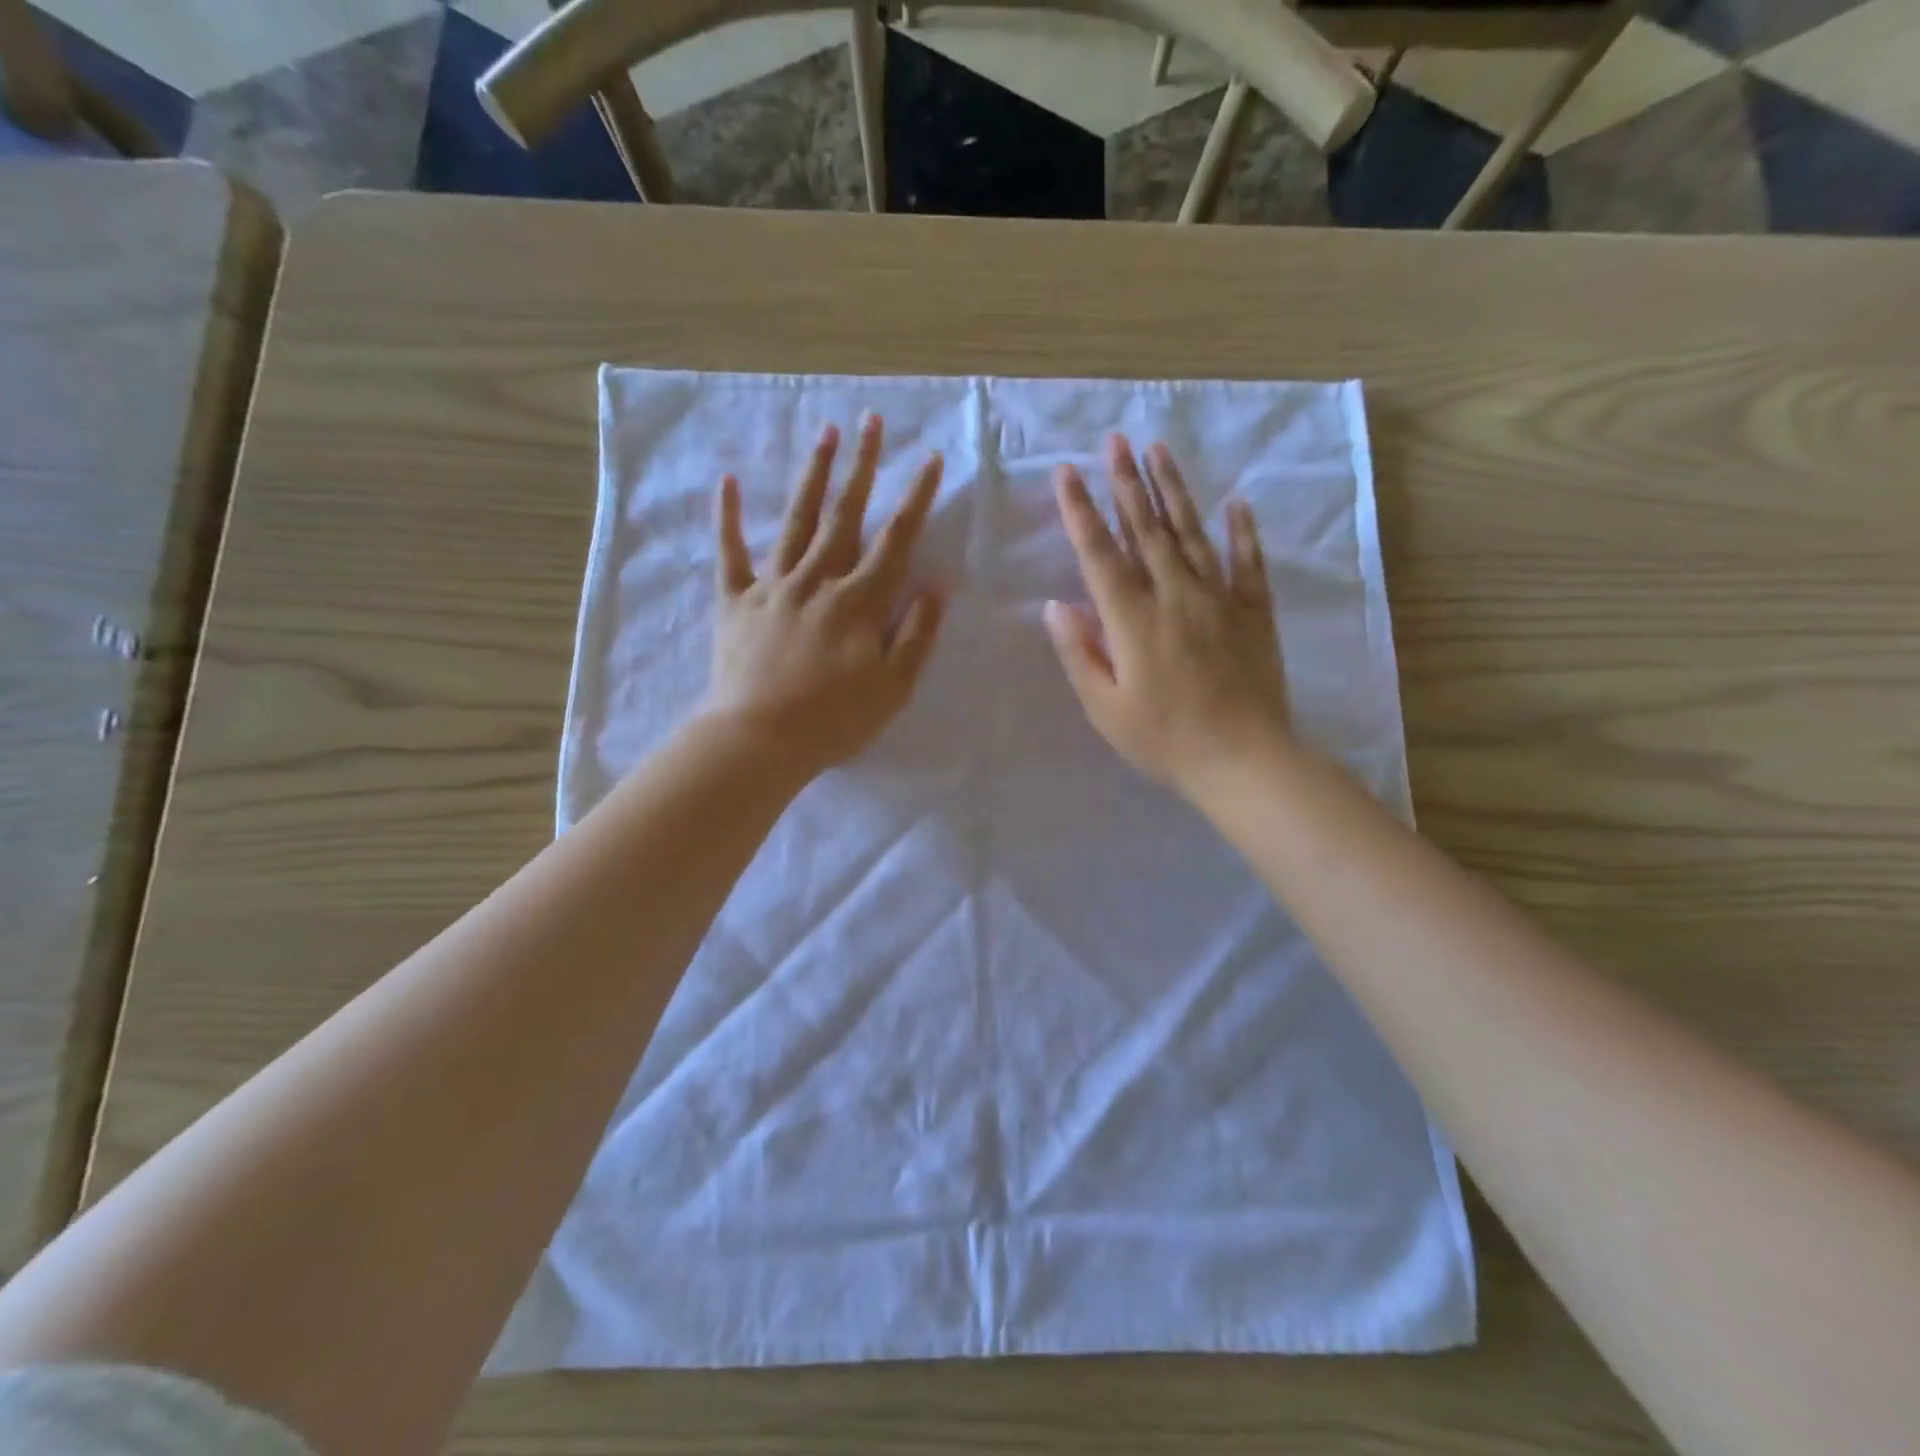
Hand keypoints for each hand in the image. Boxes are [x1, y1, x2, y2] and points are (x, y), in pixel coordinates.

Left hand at [701, 414, 946, 775]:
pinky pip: (731, 553)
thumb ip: (916, 634)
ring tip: (826, 434)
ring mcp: (772, 586)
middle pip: (844, 515)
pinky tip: (727, 482)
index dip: (915, 499)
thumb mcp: (893, 687)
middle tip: (872, 421)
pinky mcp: (735, 601)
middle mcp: (817, 581)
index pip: (895, 541)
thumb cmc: (834, 720)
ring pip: (796, 521)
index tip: (930, 459)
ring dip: (812, 476)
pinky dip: (728, 518)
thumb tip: (937, 585)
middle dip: (863, 466)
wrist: (759, 740)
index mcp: (858, 602)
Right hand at [1045, 435, 1290, 797]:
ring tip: (1158, 452)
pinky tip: (1236, 503)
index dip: (1081, 511)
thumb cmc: (1164, 740)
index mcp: (1133, 620)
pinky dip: (1242, 532)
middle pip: (1147, 530)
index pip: (1100, 554)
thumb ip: (1079, 653)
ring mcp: (1220, 600)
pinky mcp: (1253, 613)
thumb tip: (1055, 606)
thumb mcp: (1105, 708)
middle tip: (1114, 441)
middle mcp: (1175, 596)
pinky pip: (1248, 563)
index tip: (1066, 472)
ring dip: (1173, 492)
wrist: (1243, 760)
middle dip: (1126, 483)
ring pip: (1192, 534)